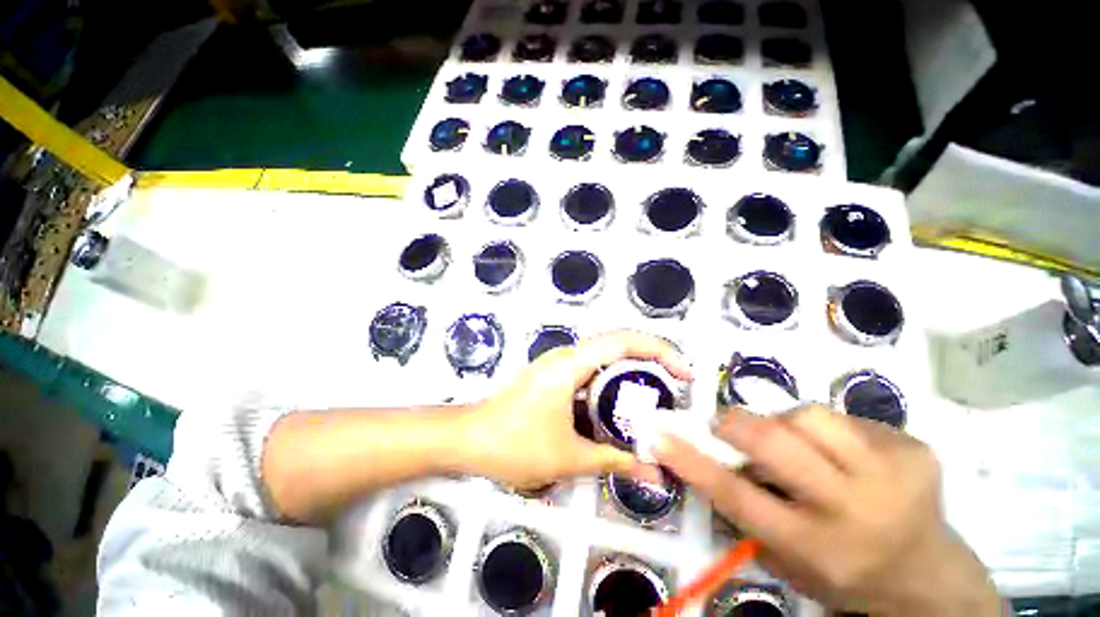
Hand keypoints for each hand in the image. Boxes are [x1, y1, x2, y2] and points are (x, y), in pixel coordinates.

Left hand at [458, 330, 691, 490]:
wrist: (468, 439)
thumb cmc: (514, 444)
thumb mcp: (569, 456)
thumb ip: (615, 461)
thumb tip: (655, 475)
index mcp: (572, 363)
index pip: (624, 341)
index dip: (660, 351)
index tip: (685, 374)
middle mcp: (568, 355)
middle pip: (619, 344)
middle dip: (652, 361)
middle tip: (676, 389)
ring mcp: (559, 365)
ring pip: (605, 359)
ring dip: (631, 374)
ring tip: (656, 400)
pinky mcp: (554, 376)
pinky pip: (591, 373)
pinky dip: (612, 386)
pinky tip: (620, 409)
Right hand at [655, 406, 1001, 615]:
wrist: (930, 573)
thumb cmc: (844, 572)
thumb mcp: (786, 560)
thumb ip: (744, 511)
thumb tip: (705, 456)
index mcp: (816, 546)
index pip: (738, 496)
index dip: (691, 460)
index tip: (658, 433)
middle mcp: (853, 509)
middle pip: (774, 442)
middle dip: (735, 424)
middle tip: (724, 425)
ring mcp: (892, 474)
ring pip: (809, 416)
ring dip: (785, 423)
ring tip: (793, 442)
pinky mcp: (914, 449)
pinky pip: (845, 418)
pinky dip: (826, 429)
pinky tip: (843, 453)